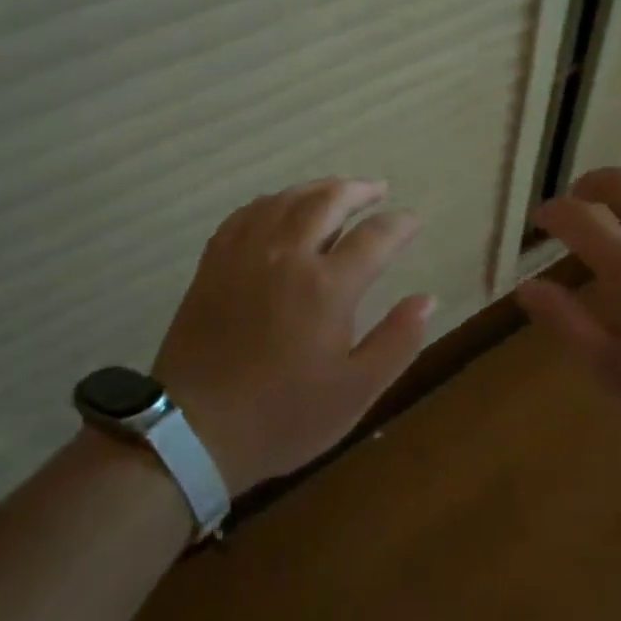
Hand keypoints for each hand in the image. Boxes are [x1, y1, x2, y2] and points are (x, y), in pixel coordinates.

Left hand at [153, 179, 433, 493]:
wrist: (193, 431)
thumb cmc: (284, 416)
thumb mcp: (356, 391)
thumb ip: (397, 341)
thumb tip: (427, 298)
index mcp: (327, 286)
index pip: (375, 236)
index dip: (400, 224)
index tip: (414, 221)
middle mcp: (287, 255)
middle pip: (327, 201)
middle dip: (359, 190)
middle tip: (378, 190)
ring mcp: (245, 254)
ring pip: (285, 199)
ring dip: (317, 189)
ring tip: (336, 191)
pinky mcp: (214, 264)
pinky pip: (246, 214)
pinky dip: (272, 202)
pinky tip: (280, 208)